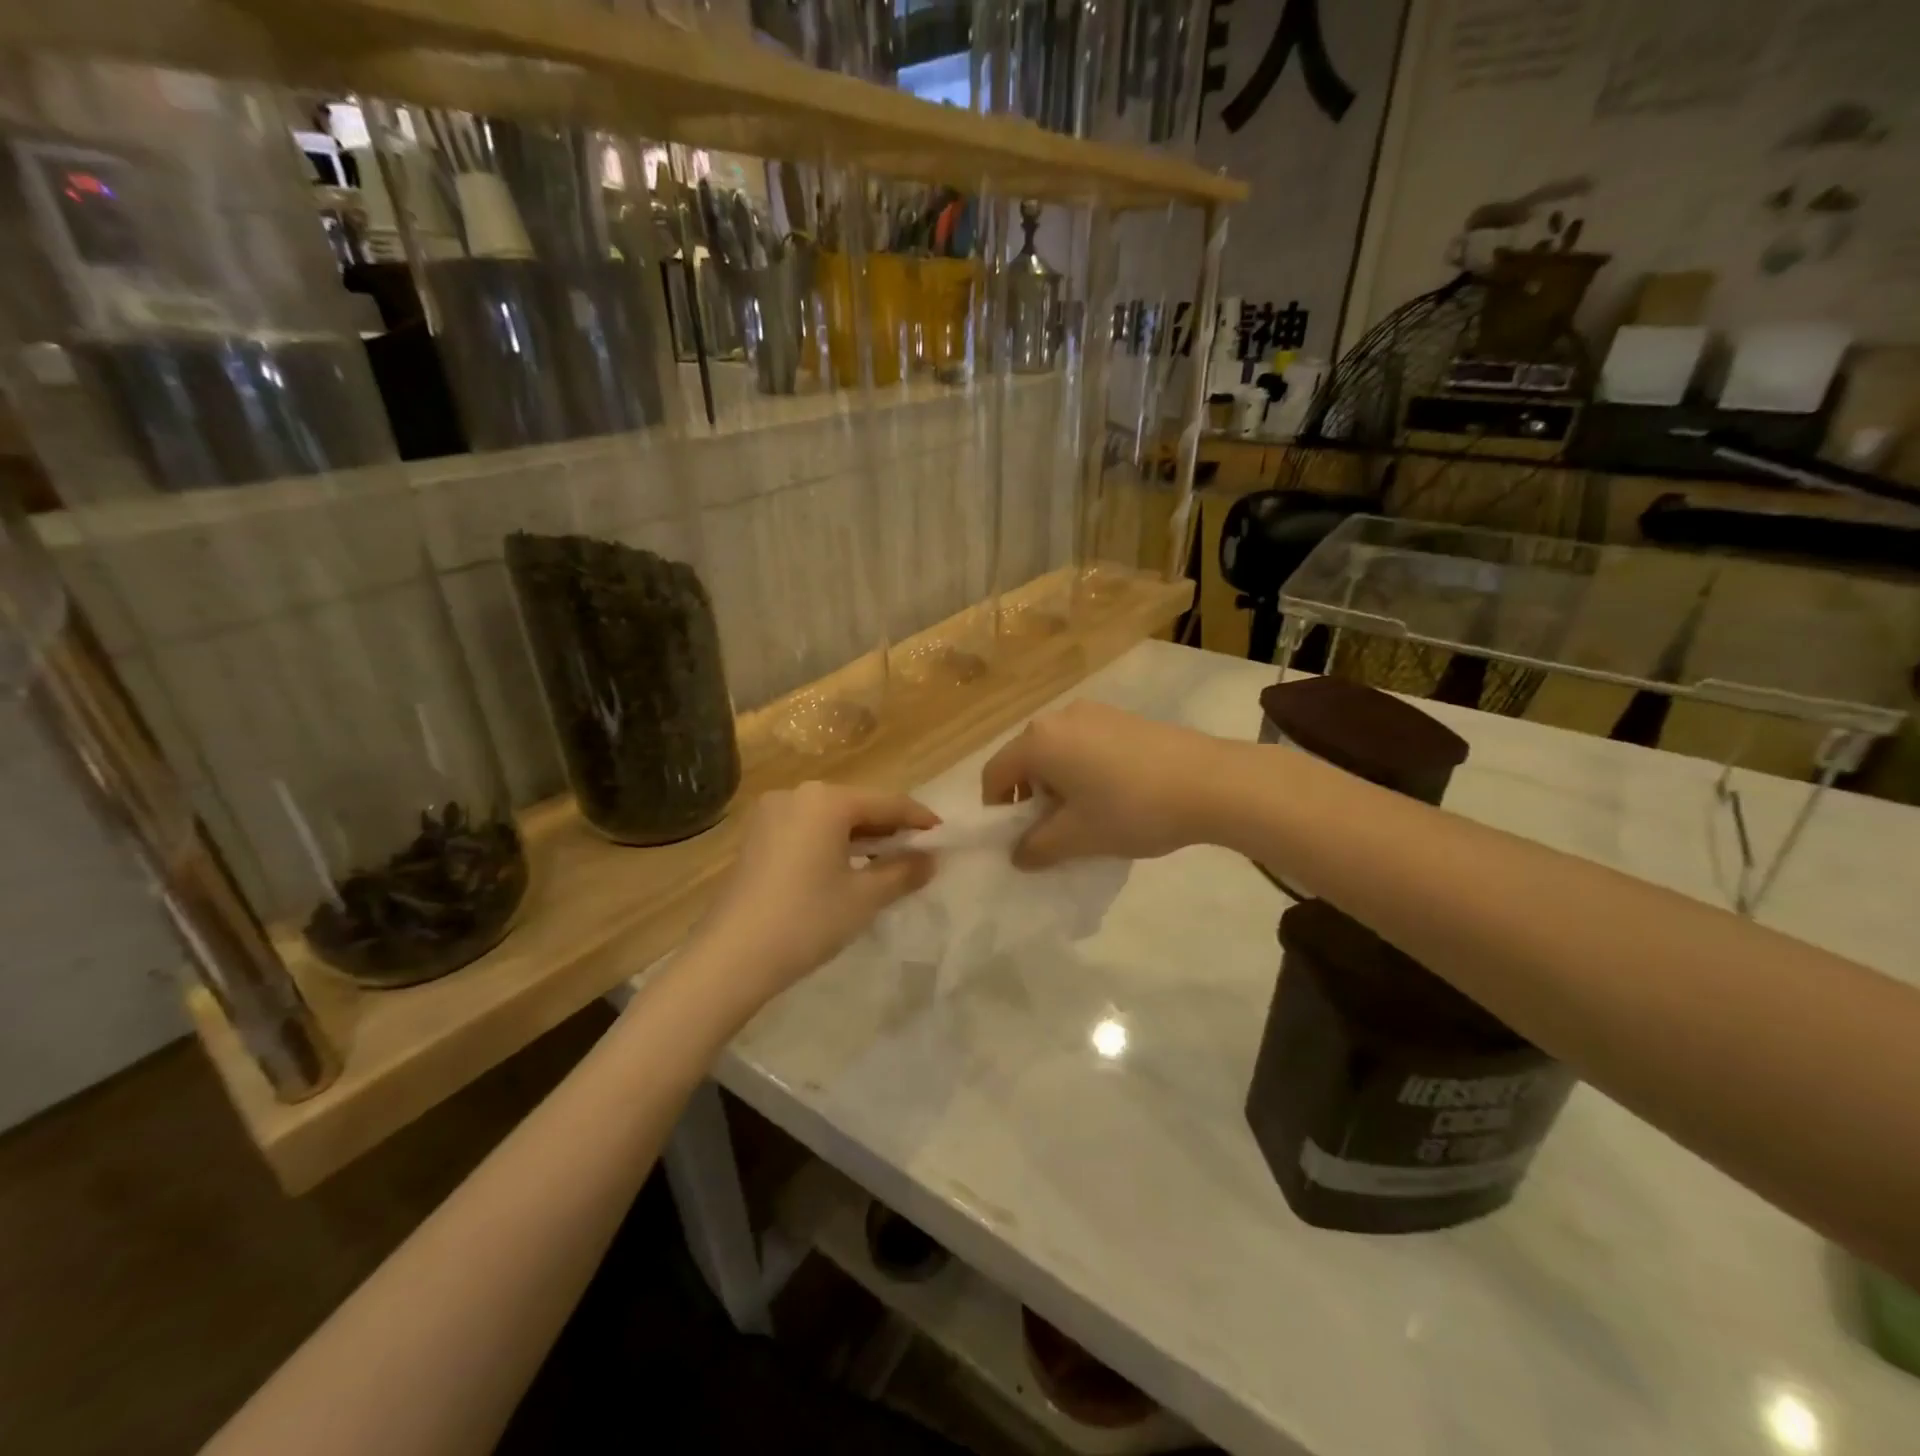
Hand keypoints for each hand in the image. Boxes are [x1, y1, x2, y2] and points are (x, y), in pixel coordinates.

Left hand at [689, 782, 937, 1005]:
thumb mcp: (864, 897)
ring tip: (888, 861)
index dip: (919, 819)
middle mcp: (796, 795)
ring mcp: (770, 815)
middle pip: (857, 805)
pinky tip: (846, 867)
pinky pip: (807, 830)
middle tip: (918, 851)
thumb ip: (903, 871)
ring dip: (861, 837)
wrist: (729, 959)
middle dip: (889, 828)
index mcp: (825, 800)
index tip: (943, 835)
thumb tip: (931, 859)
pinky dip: (832, 844)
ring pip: (830, 819)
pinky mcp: (755, 838)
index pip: (887, 802)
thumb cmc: (806, 920)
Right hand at [981, 702, 1230, 867]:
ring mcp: (1095, 712)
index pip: (994, 774)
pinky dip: (1084, 770)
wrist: (1211, 782)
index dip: (996, 810)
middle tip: (1053, 831)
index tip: (1016, 839)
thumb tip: (1018, 855)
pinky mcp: (1123, 717)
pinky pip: (1085, 744)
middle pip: (1025, 760)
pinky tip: (1115, 795)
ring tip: (1088, 815)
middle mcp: (1059, 717)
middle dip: (1030, 798)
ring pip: (1057, 752)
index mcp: (1038, 741)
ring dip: (1058, 785)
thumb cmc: (1131, 809)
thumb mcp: (1078, 837)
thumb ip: (1037, 848)